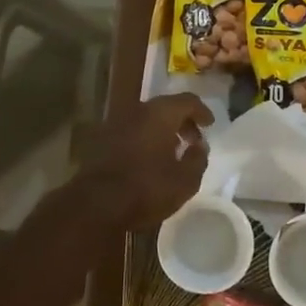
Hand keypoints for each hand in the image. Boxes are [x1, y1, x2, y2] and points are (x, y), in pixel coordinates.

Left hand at [73, 93, 213, 229]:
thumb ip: (198, 159)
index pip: (187, 101)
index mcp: (160, 114)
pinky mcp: (101, 140)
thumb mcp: (185, 180)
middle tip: (193, 140)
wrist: (95, 204)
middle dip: (182, 121)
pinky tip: (148, 160)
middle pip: (165, 107)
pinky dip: (144, 139)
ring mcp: (115, 123)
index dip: (202, 111)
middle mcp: (136, 110)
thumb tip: (199, 146)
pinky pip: (130, 131)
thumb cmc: (146, 188)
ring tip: (172, 151)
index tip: (210, 125)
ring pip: (146, 119)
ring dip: (162, 131)